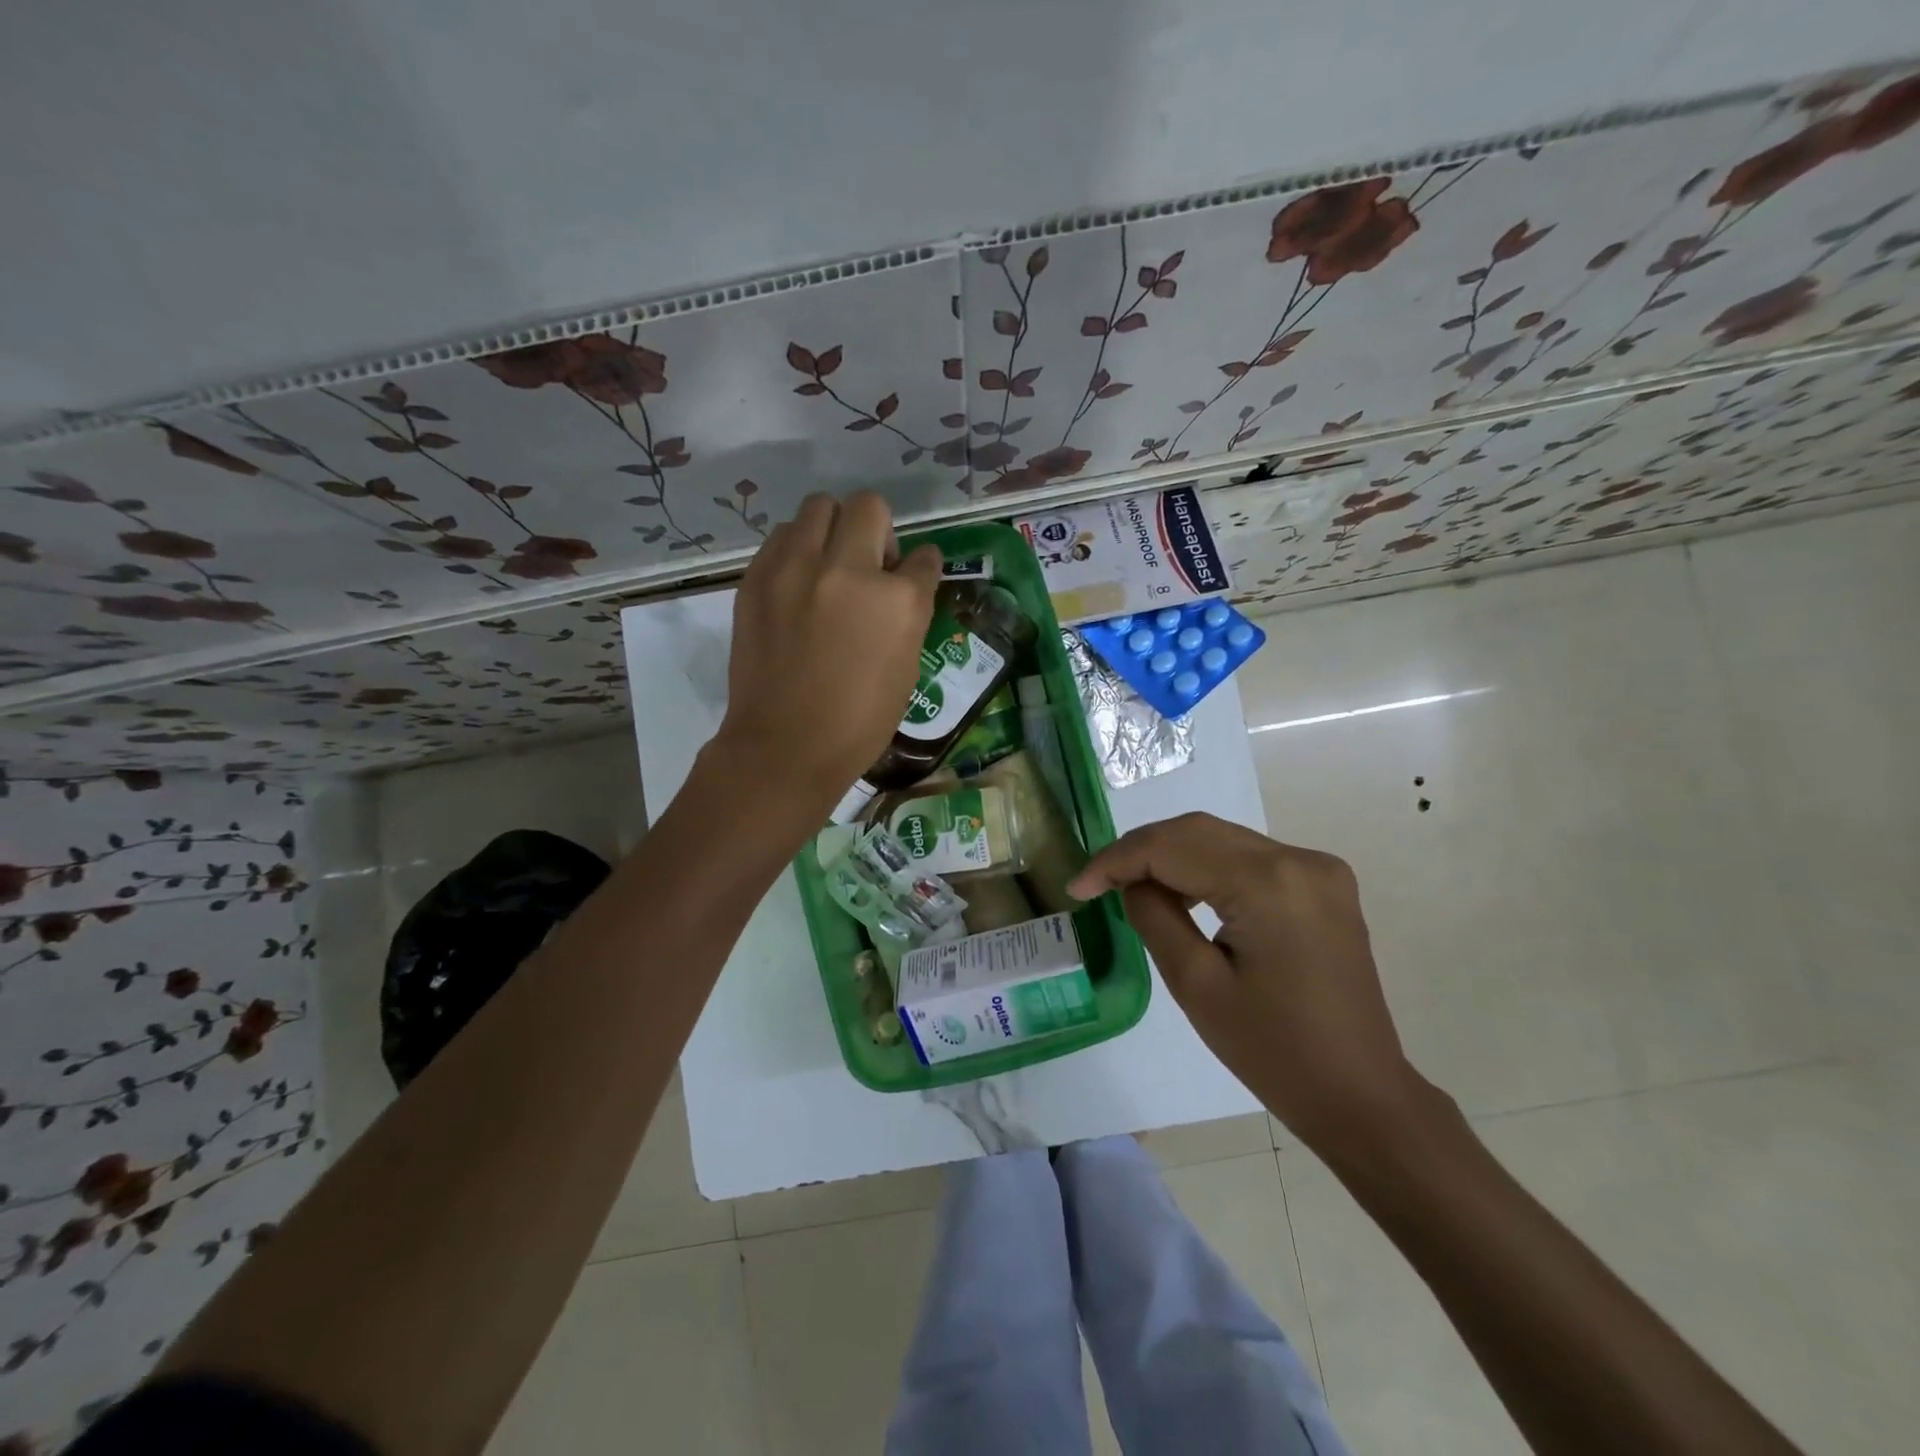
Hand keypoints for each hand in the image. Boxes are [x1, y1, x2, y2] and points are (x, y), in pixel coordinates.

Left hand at [715, 491, 941, 814]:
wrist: (784, 747)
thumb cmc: (858, 722)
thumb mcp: (906, 668)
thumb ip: (907, 614)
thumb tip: (899, 584)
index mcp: (896, 601)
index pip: (923, 558)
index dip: (920, 568)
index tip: (911, 576)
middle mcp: (848, 570)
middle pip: (868, 507)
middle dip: (876, 530)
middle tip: (868, 565)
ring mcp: (795, 570)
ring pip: (817, 508)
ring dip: (831, 530)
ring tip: (826, 567)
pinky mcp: (756, 579)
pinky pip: (781, 538)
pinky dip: (795, 550)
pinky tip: (797, 584)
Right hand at [1069, 812, 1435, 1151]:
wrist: (1360, 1095)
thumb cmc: (1273, 1051)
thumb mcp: (1195, 985)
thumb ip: (1154, 917)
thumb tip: (1134, 883)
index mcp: (1268, 883)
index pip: (1172, 846)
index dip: (1116, 860)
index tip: (1078, 887)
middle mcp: (1299, 858)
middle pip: (1197, 831)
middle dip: (1140, 851)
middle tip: (1098, 883)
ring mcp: (1318, 868)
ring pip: (1222, 839)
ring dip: (1171, 855)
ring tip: (1131, 887)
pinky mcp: (1324, 883)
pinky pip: (1249, 857)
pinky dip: (1207, 866)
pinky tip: (1183, 892)